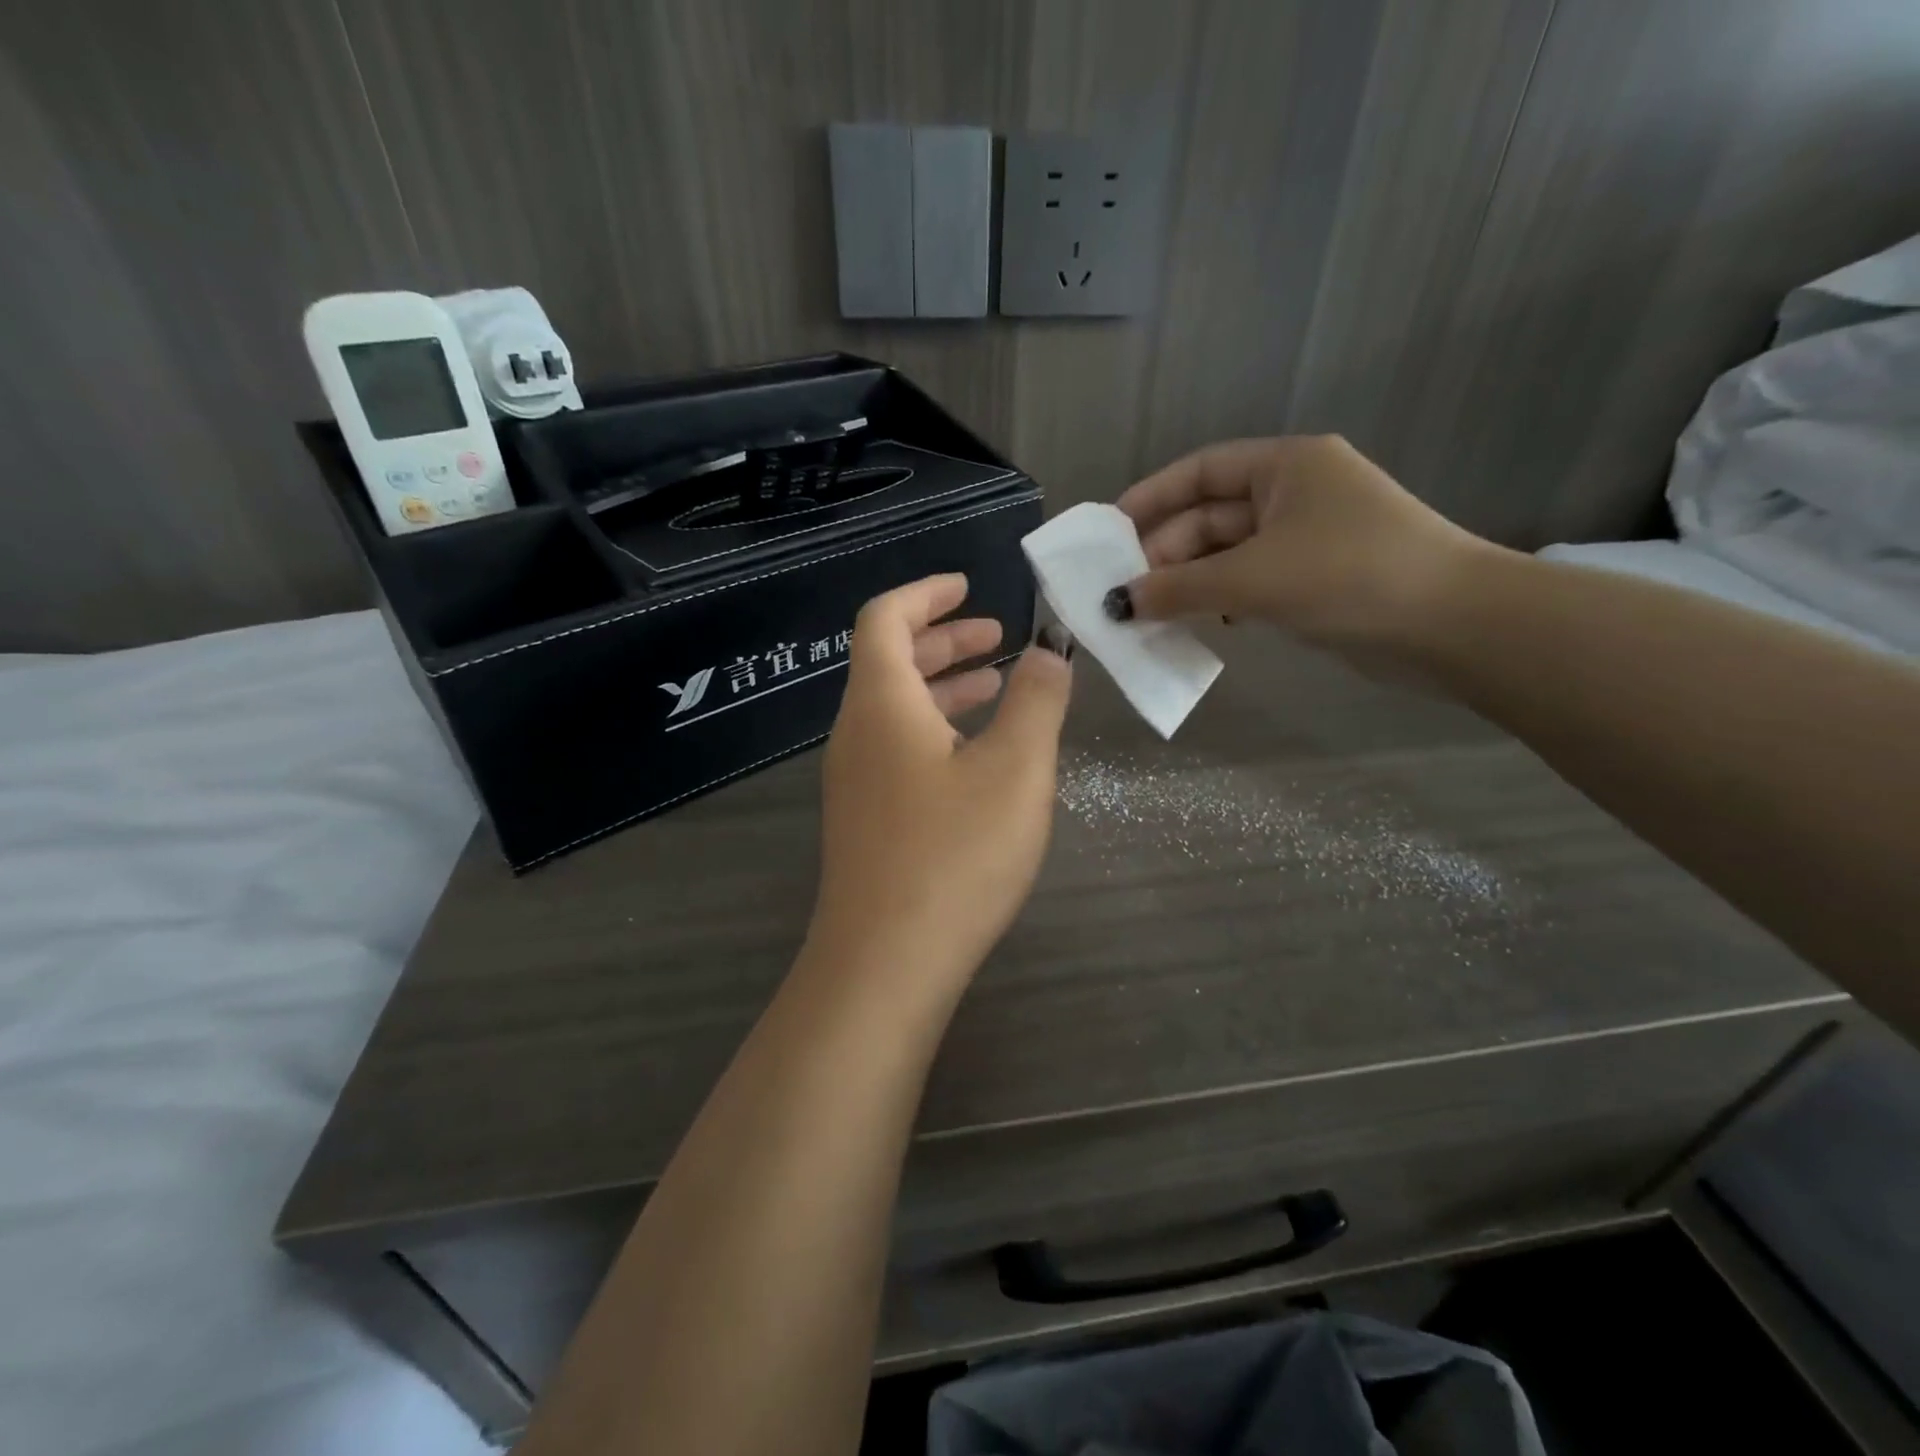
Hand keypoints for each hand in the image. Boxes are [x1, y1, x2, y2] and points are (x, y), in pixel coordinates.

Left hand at [807, 574, 1072, 993]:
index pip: (885, 619)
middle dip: (944, 640)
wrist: (885, 965)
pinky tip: (976, 757)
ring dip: (943, 687)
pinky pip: (897, 749)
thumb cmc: (953, 855)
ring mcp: (854, 782)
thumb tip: (1046, 653)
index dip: (926, 594)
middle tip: (998, 637)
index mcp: (882, 704)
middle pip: (889, 662)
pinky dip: (936, 730)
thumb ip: (1036, 701)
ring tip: (997, 687)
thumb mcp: (1015, 770)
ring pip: (895, 710)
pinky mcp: (864, 821)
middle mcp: (856, 734)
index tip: (969, 585)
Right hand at [1112, 436, 1499, 658]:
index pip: (1199, 472)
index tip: (1108, 536)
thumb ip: (1178, 588)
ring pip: (1227, 554)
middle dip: (1165, 554)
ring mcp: (1307, 538)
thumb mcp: (1252, 578)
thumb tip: (1118, 603)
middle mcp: (1294, 493)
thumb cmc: (1348, 576)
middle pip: (1209, 516)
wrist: (1451, 626)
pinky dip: (1219, 600)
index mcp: (1285, 466)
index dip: (1150, 499)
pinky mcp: (1315, 579)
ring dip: (1187, 582)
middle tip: (1123, 594)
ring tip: (1148, 615)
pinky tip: (1197, 625)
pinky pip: (1249, 581)